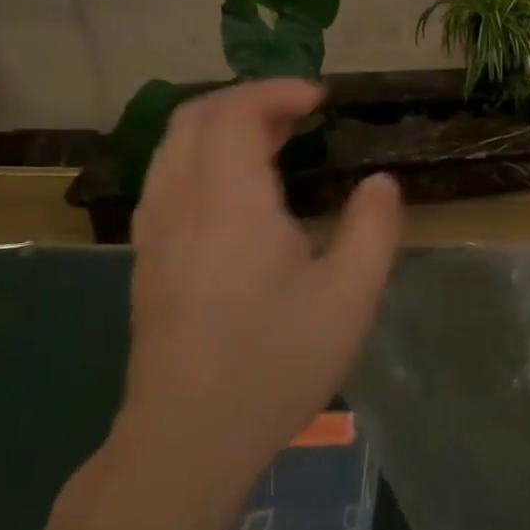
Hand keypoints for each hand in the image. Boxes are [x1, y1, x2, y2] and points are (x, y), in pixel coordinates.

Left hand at [115, 80, 402, 492]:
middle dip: (248, 101)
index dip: (277, 92)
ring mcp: (155, 234)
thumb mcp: (350, 296)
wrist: (189, 438)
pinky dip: (204, 158)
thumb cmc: (276, 361)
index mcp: (228, 202)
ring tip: (273, 142)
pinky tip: (239, 193)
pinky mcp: (148, 261)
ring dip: (221, 127)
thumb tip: (381, 183)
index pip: (234, 113)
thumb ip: (373, 228)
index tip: (321, 100)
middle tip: (300, 114)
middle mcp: (180, 204)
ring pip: (174, 149)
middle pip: (194, 119)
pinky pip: (168, 180)